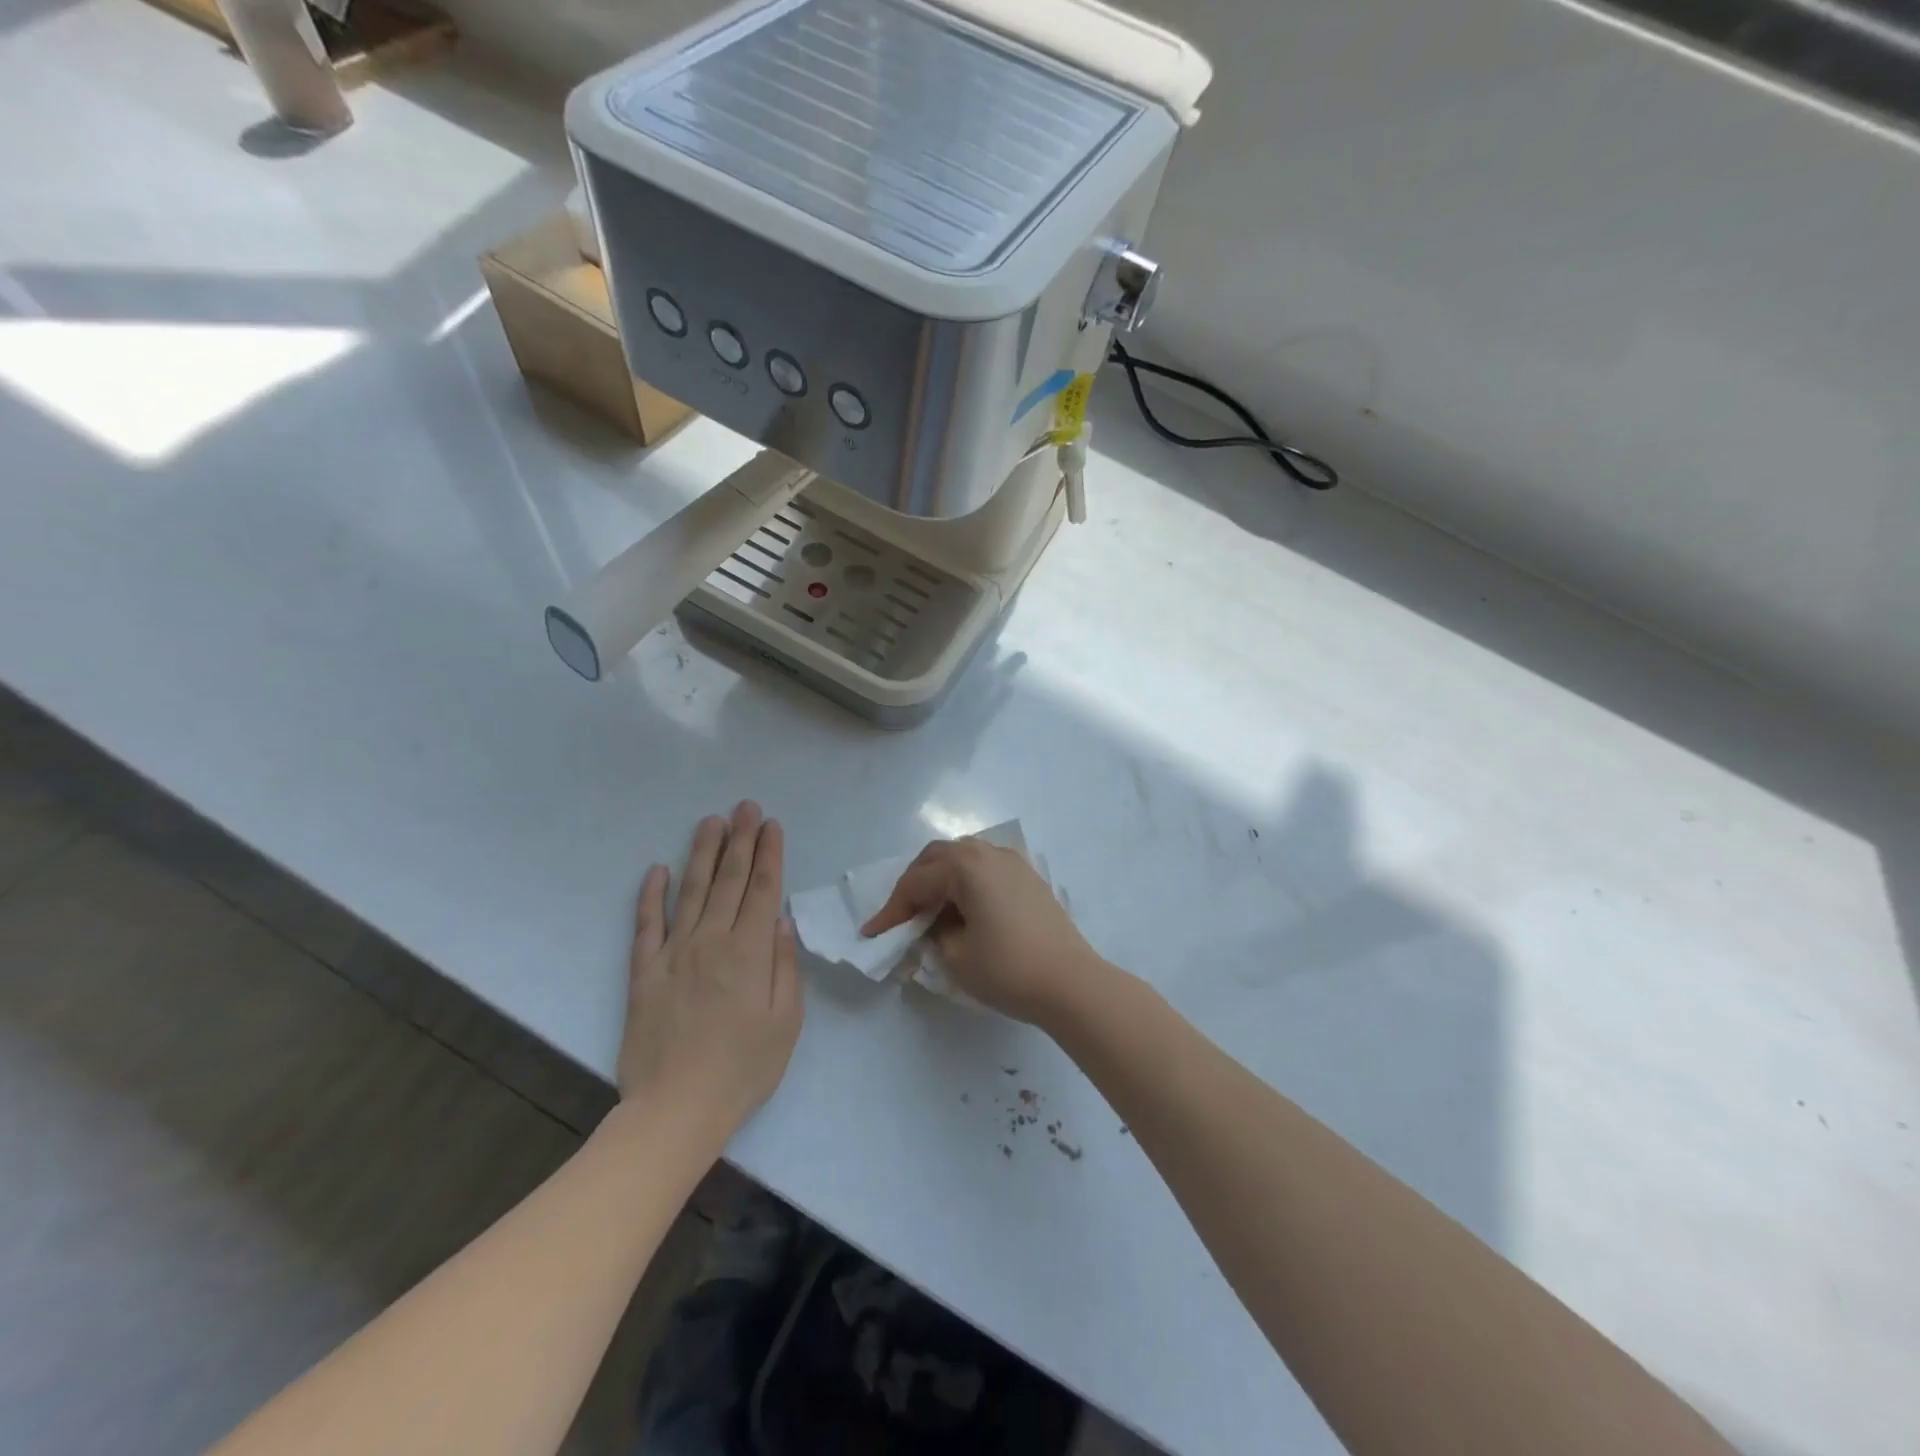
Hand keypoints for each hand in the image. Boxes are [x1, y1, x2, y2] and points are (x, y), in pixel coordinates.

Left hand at [620, 802, 802, 1134]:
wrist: (676, 1109)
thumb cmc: (743, 1069)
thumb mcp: (786, 1022)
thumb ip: (784, 966)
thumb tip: (781, 922)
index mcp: (750, 953)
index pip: (762, 890)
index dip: (769, 853)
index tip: (771, 824)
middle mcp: (712, 941)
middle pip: (729, 880)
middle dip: (740, 840)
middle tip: (745, 806)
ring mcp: (674, 953)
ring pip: (692, 891)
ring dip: (703, 854)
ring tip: (711, 821)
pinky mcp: (644, 972)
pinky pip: (646, 925)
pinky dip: (651, 895)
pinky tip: (657, 869)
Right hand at [861, 838, 1108, 1027]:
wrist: (1071, 983)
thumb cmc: (1008, 969)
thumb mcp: (955, 956)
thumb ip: (932, 934)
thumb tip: (932, 925)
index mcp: (965, 866)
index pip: (915, 883)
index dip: (891, 910)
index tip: (872, 934)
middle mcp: (988, 853)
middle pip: (937, 857)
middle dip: (914, 884)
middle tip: (900, 916)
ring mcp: (1013, 863)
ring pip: (963, 858)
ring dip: (940, 879)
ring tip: (929, 912)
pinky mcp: (1029, 878)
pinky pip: (985, 868)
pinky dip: (965, 882)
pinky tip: (963, 909)